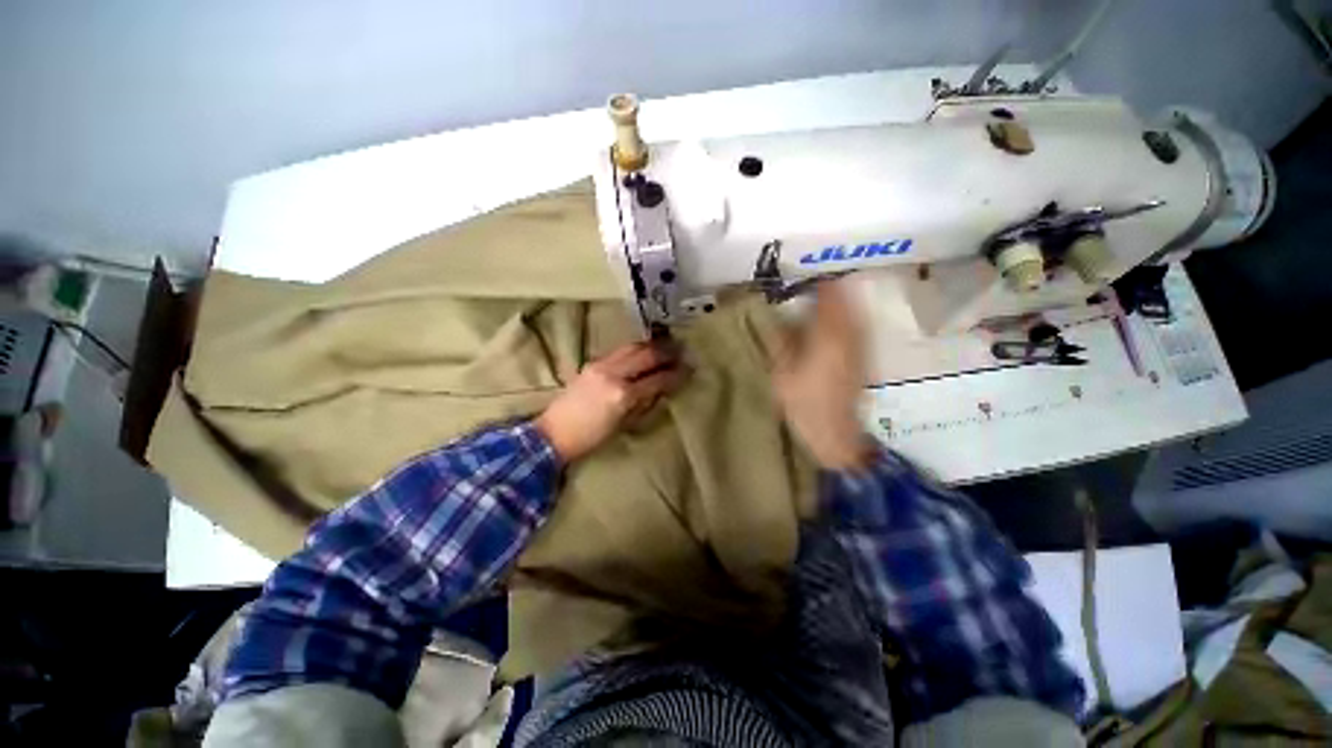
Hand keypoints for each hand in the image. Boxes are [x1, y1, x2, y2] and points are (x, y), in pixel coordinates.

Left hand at [535, 340, 688, 461]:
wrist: (553, 433)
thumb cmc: (591, 438)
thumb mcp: (623, 425)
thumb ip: (643, 403)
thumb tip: (661, 389)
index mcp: (623, 395)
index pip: (656, 379)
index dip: (675, 374)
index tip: (688, 369)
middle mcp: (613, 374)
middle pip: (646, 355)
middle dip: (666, 351)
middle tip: (681, 350)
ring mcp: (601, 365)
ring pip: (632, 347)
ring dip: (651, 346)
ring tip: (665, 346)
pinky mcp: (592, 363)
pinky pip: (619, 351)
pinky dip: (635, 349)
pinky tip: (643, 351)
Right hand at [772, 279, 871, 469]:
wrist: (835, 436)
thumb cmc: (803, 404)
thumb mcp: (782, 373)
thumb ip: (782, 342)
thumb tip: (781, 319)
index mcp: (828, 337)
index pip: (828, 299)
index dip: (819, 285)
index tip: (808, 276)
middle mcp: (849, 337)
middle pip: (846, 303)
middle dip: (833, 290)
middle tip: (817, 283)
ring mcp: (859, 350)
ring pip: (853, 316)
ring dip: (842, 304)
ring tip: (827, 298)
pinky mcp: (861, 361)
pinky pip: (855, 330)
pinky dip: (846, 321)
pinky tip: (836, 325)